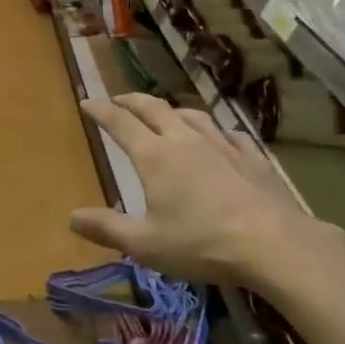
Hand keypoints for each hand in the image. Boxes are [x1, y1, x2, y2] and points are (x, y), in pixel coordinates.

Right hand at [70, 95, 344, 285]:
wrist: (273, 242)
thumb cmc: (202, 243)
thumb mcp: (145, 244)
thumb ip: (107, 229)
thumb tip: (72, 217)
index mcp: (154, 156)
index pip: (120, 123)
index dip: (101, 111)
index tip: (86, 102)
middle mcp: (185, 140)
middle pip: (154, 109)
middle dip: (132, 101)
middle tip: (118, 99)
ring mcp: (221, 144)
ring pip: (191, 115)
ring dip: (171, 110)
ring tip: (165, 113)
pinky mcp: (251, 156)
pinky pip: (227, 133)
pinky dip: (213, 130)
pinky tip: (219, 137)